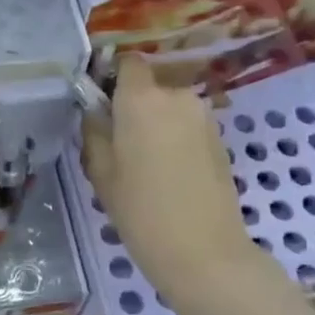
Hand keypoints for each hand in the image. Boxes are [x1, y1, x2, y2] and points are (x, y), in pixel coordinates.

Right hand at [80, 55, 281, 308]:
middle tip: (119, 141)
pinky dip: (175, 138)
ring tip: (144, 162)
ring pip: (169, 107)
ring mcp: (203, 117)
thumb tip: (95, 110)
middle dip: (133, 105)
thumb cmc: (141, 210)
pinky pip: (187, 126)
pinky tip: (168, 172)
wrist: (204, 252)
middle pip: (149, 86)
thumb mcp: (101, 171)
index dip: (113, 76)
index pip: (129, 62)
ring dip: (156, 123)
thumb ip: (94, 130)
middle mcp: (176, 96)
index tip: (101, 101)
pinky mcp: (220, 139)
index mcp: (141, 99)